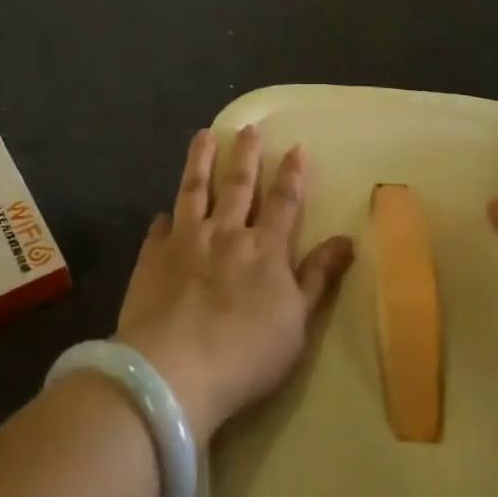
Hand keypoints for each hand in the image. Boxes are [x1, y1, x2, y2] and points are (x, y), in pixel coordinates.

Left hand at [117, 127, 353, 440]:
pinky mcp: (152, 256)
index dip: (292, 175)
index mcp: (265, 248)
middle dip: (245, 156)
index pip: (284, 202)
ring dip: (200, 162)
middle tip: (247, 128)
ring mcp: (185, 241)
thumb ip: (318, 278)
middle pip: (238, 186)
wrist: (175, 368)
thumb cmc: (247, 353)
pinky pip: (159, 229)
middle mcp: (226, 233)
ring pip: (195, 191)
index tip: (296, 147)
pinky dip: (163, 218)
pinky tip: (162, 213)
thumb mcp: (297, 321)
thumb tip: (346, 241)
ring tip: (203, 136)